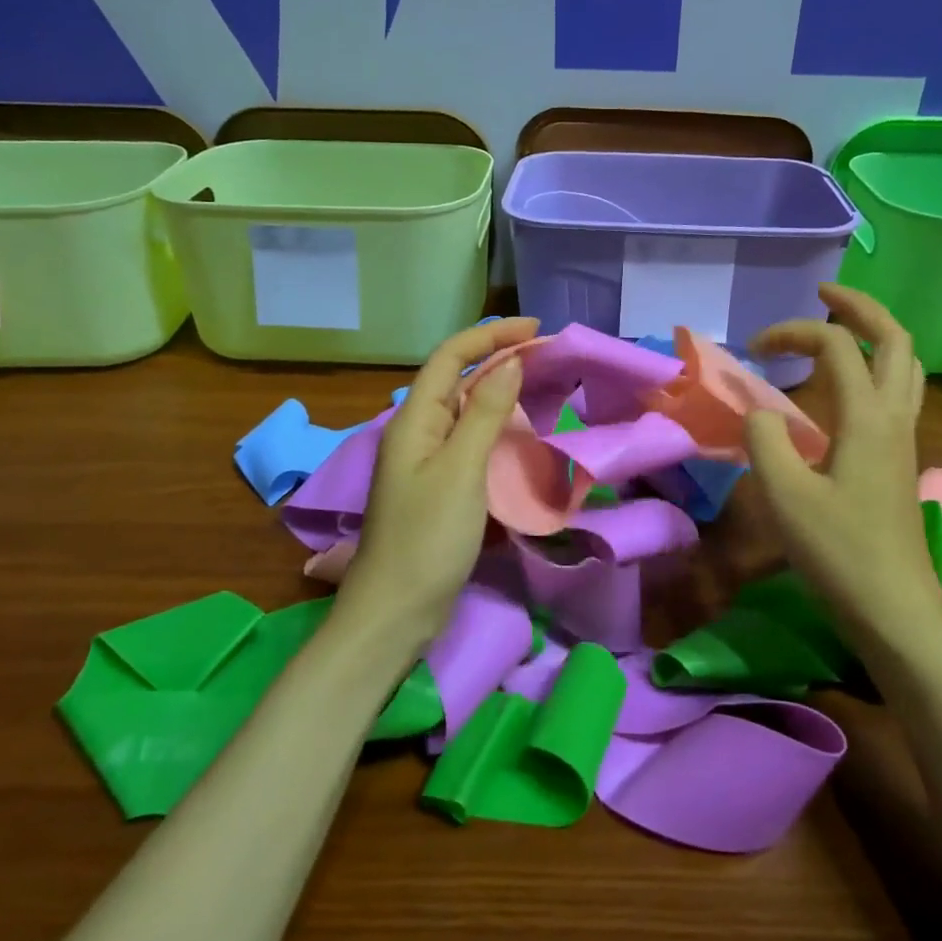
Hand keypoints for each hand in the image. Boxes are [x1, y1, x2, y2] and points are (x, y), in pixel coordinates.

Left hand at [334, 316, 538, 654]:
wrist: (396, 611)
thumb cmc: (427, 537)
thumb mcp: (461, 470)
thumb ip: (484, 413)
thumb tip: (510, 363)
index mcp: (413, 419)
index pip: (451, 357)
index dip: (491, 335)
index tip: (535, 329)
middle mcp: (417, 431)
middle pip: (457, 378)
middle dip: (498, 358)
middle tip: (545, 354)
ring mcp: (426, 461)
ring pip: (464, 409)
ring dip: (499, 390)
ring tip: (539, 383)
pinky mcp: (439, 486)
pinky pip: (469, 440)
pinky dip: (496, 425)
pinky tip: (519, 432)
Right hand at [743, 284, 941, 653]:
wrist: (896, 610)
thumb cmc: (839, 552)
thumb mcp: (785, 495)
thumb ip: (765, 439)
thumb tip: (759, 410)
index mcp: (867, 417)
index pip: (835, 346)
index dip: (792, 333)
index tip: (753, 352)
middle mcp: (894, 417)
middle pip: (895, 339)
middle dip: (858, 307)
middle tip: (822, 295)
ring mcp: (904, 438)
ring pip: (906, 365)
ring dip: (875, 335)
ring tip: (839, 329)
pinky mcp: (901, 459)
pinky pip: (898, 392)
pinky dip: (875, 368)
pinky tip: (846, 387)